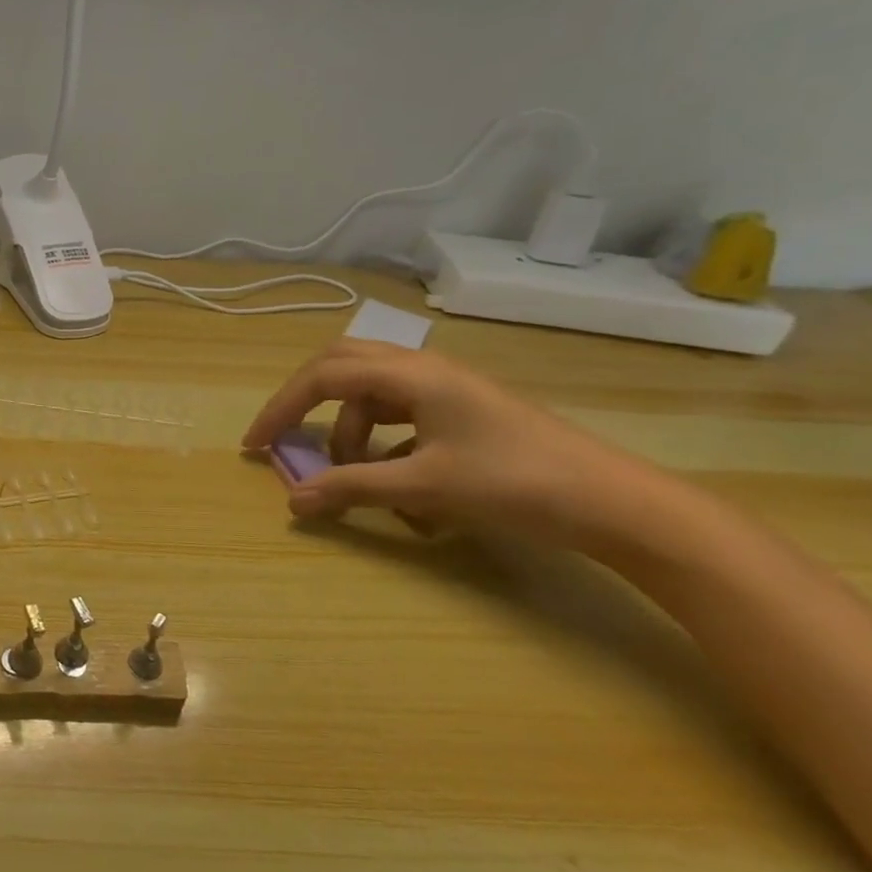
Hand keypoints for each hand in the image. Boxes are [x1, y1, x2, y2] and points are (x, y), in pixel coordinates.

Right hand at [241, 340, 644, 546]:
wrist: (615, 503)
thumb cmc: (515, 483)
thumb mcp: (425, 487)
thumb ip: (352, 488)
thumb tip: (293, 500)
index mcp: (411, 374)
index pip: (323, 378)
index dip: (281, 409)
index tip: (256, 445)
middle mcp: (422, 369)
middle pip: (341, 368)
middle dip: (306, 404)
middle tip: (286, 438)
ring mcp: (444, 389)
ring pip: (371, 396)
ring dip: (350, 433)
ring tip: (357, 479)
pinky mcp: (460, 411)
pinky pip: (401, 416)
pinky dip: (383, 444)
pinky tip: (398, 486)